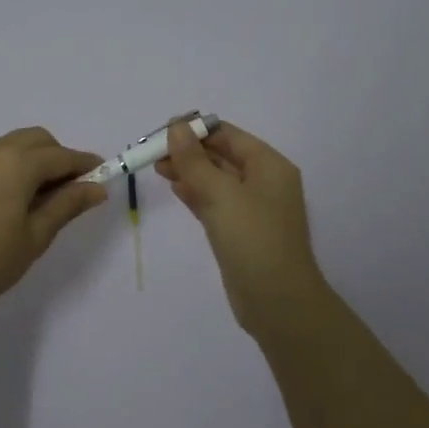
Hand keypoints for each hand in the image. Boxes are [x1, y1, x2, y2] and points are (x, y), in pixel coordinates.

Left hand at [0, 126, 107, 319]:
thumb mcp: (35, 236)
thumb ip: (67, 205)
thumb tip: (97, 188)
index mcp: (16, 163)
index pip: (62, 156)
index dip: (86, 165)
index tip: (105, 177)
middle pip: (39, 141)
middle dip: (61, 158)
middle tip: (75, 192)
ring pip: (17, 145)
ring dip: (39, 160)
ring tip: (48, 198)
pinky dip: (17, 165)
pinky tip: (20, 197)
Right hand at [156, 119, 327, 335]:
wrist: (276, 300)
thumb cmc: (253, 239)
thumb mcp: (221, 194)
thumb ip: (195, 160)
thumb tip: (177, 127)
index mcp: (269, 165)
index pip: (229, 135)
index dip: (196, 130)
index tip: (162, 130)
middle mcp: (264, 182)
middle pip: (221, 155)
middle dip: (189, 151)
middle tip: (152, 151)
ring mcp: (252, 209)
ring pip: (215, 180)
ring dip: (188, 171)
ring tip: (156, 166)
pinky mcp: (239, 231)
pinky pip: (214, 202)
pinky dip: (195, 193)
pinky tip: (174, 187)